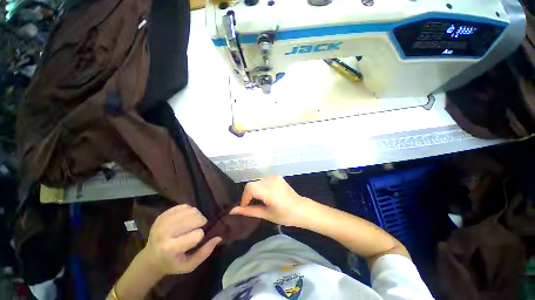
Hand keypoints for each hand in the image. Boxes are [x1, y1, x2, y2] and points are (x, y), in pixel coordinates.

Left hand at [142, 204, 221, 276]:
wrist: (150, 258)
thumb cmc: (172, 264)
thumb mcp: (189, 265)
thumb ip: (205, 252)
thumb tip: (219, 237)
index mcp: (171, 248)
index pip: (197, 234)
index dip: (201, 235)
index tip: (197, 240)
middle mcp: (165, 233)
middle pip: (194, 218)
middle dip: (201, 222)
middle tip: (199, 227)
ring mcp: (162, 222)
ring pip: (191, 210)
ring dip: (196, 215)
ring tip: (193, 223)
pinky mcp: (162, 215)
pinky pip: (183, 206)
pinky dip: (189, 210)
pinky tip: (186, 218)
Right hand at [229, 177, 312, 226]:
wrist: (301, 209)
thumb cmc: (285, 215)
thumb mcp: (266, 215)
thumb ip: (249, 211)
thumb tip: (232, 211)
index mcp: (270, 191)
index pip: (250, 187)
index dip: (245, 197)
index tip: (246, 206)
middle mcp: (272, 181)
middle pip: (252, 184)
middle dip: (249, 194)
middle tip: (251, 205)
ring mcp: (275, 177)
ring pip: (257, 182)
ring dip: (255, 190)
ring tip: (259, 200)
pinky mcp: (277, 177)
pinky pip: (264, 180)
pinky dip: (261, 187)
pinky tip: (265, 195)